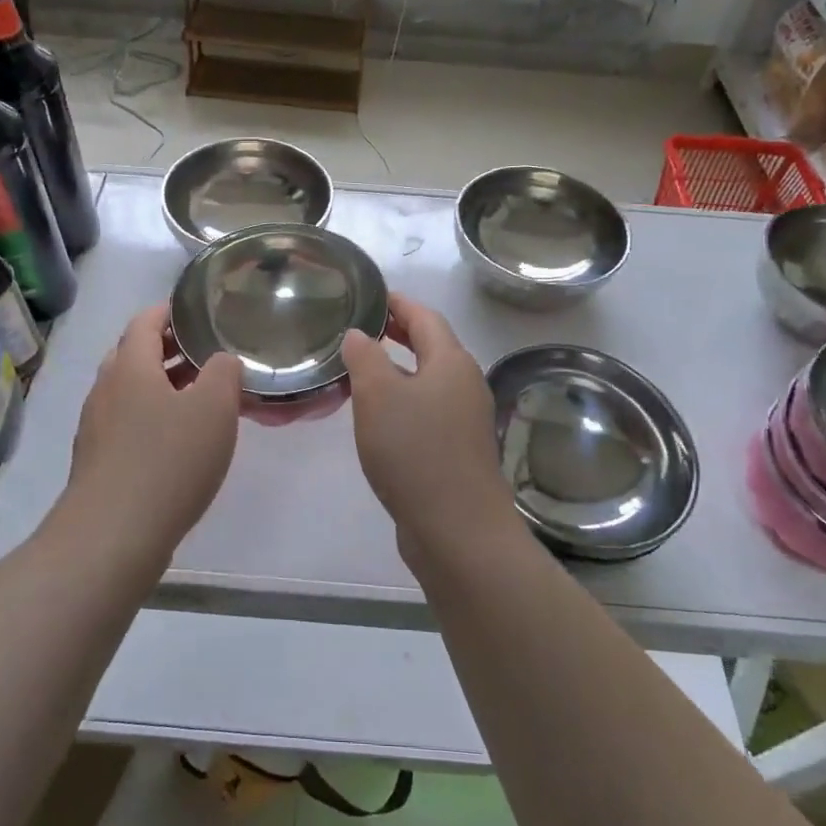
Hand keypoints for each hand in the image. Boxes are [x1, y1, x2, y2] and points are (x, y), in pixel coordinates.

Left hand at [66, 305, 240, 553]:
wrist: (113, 535)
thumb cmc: (168, 460)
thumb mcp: (214, 408)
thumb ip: (224, 373)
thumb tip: (220, 360)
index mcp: (130, 366)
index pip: (145, 322)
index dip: (170, 312)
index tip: (197, 313)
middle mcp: (106, 389)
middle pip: (134, 355)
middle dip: (169, 350)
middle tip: (206, 355)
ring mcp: (96, 427)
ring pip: (130, 391)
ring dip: (162, 386)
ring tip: (200, 398)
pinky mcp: (97, 460)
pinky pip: (127, 423)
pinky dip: (152, 417)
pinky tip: (178, 441)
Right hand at [340, 295, 516, 551]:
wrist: (457, 529)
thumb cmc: (415, 451)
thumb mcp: (378, 395)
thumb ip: (365, 356)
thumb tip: (360, 334)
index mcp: (452, 362)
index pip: (425, 317)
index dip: (397, 303)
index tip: (370, 296)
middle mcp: (465, 384)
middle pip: (432, 347)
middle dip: (398, 334)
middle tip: (363, 327)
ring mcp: (465, 420)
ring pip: (429, 380)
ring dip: (398, 369)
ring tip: (362, 369)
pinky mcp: (458, 450)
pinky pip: (428, 410)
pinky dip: (404, 399)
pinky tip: (380, 416)